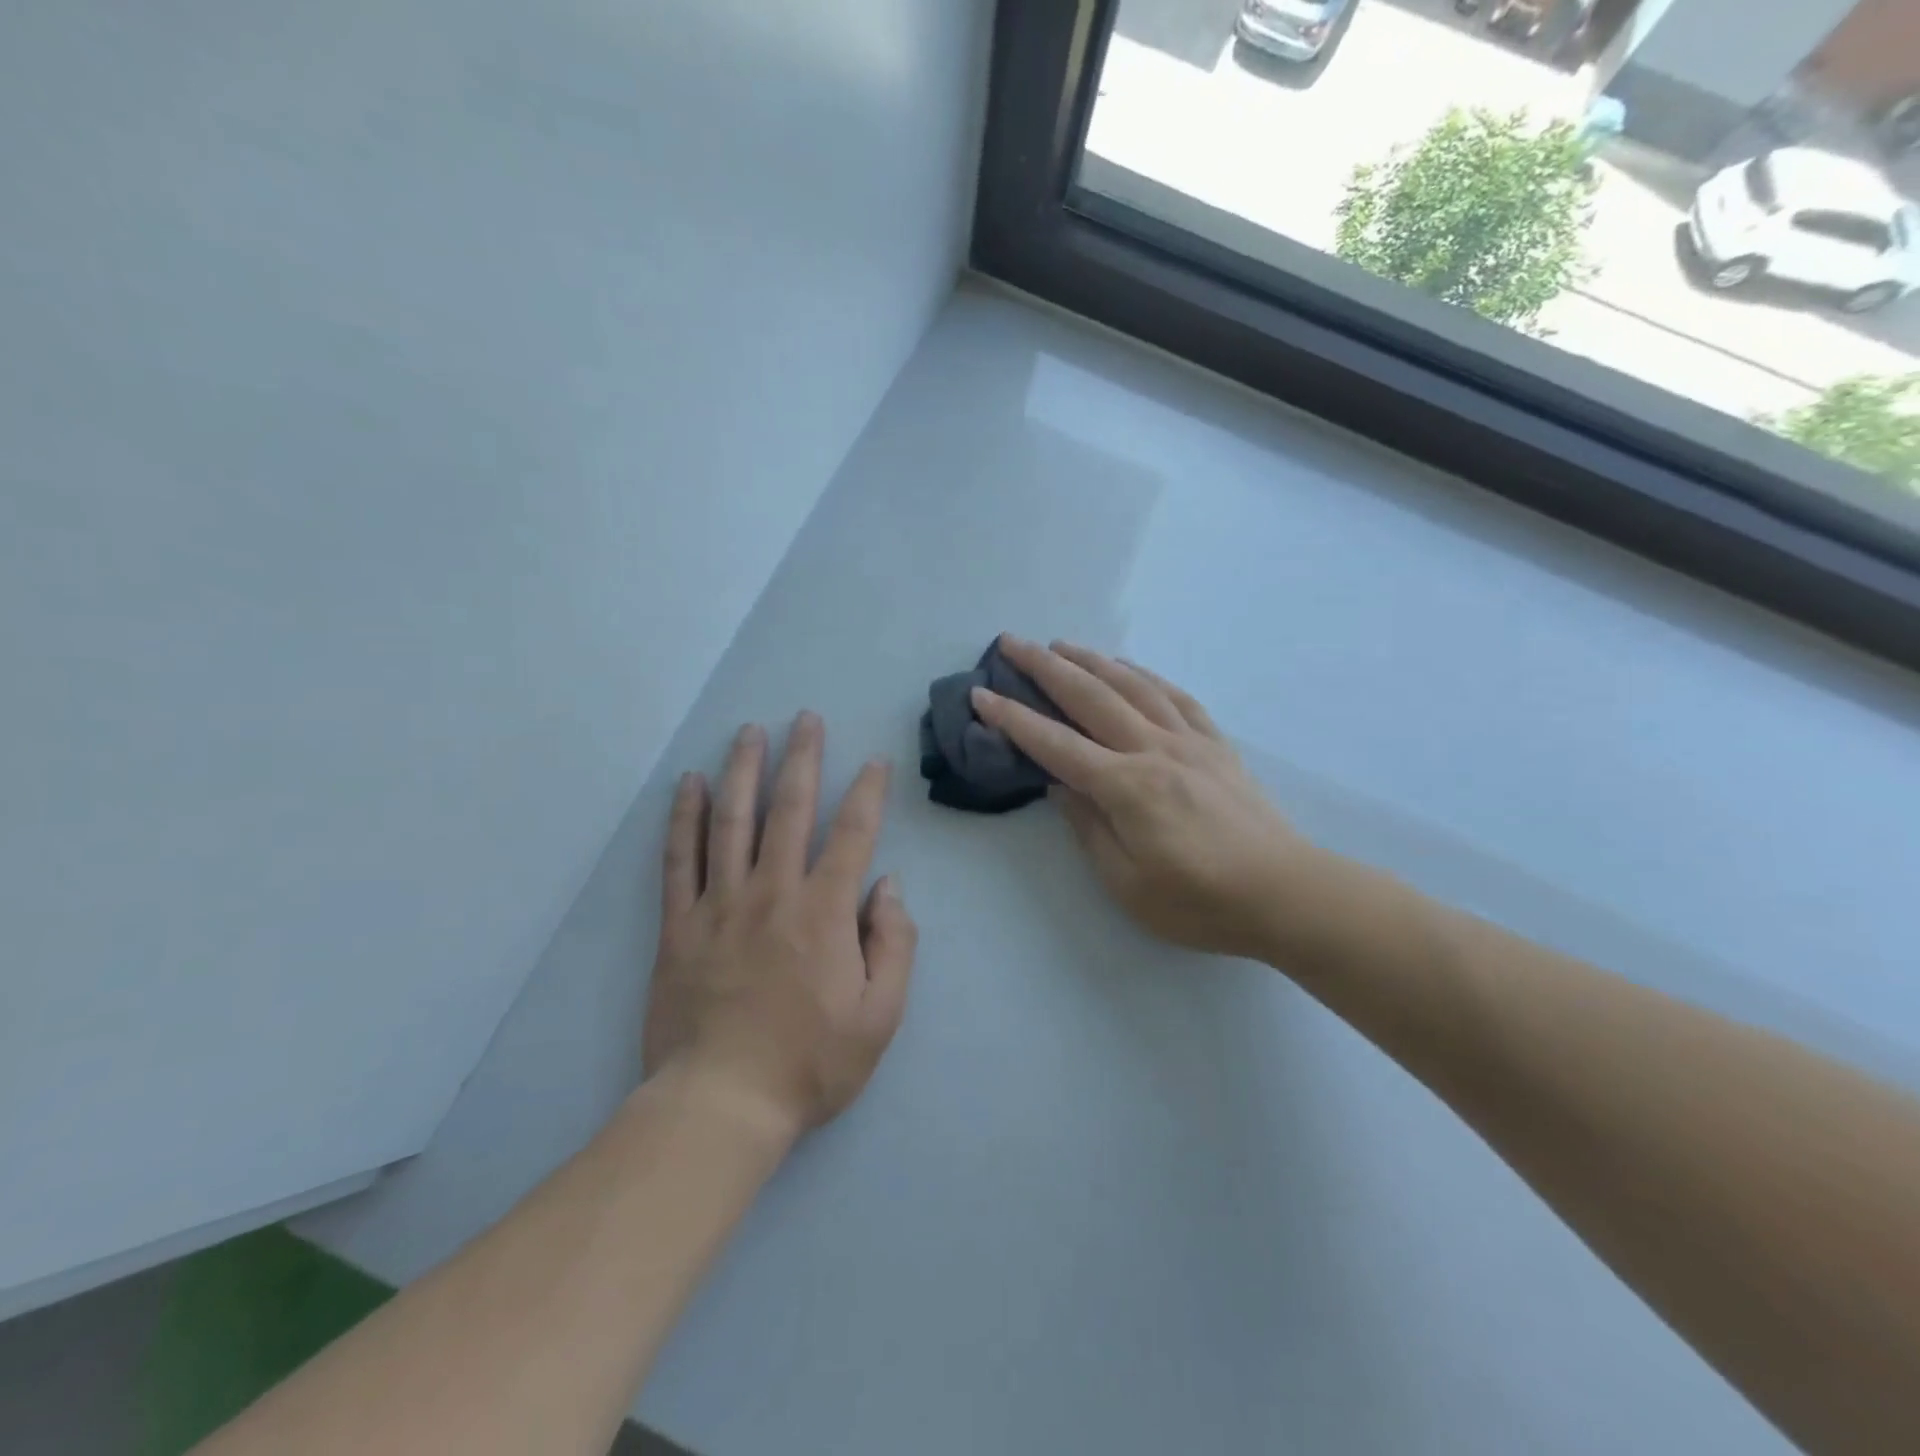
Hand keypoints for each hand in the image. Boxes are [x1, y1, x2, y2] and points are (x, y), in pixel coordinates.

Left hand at [642, 713, 915, 1140]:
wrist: (721, 1104)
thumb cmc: (810, 1063)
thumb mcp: (881, 1015)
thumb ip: (894, 943)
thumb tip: (887, 885)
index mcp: (824, 912)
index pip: (852, 835)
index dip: (867, 793)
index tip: (874, 761)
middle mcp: (772, 893)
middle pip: (789, 810)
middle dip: (803, 759)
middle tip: (806, 719)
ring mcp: (720, 904)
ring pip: (732, 821)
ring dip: (743, 770)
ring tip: (750, 731)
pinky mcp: (678, 925)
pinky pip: (680, 859)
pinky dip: (685, 817)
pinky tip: (689, 784)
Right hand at [972, 637, 1313, 959]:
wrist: (1286, 894)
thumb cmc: (1199, 902)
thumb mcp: (1127, 883)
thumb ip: (1088, 827)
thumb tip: (1060, 784)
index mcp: (1126, 787)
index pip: (1055, 744)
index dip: (1013, 719)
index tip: (981, 695)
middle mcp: (1153, 750)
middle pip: (1090, 697)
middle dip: (1044, 667)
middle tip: (1011, 643)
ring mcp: (1189, 741)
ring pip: (1132, 686)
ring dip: (1091, 660)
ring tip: (1061, 644)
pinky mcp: (1217, 745)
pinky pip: (1176, 697)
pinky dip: (1146, 675)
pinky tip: (1130, 668)